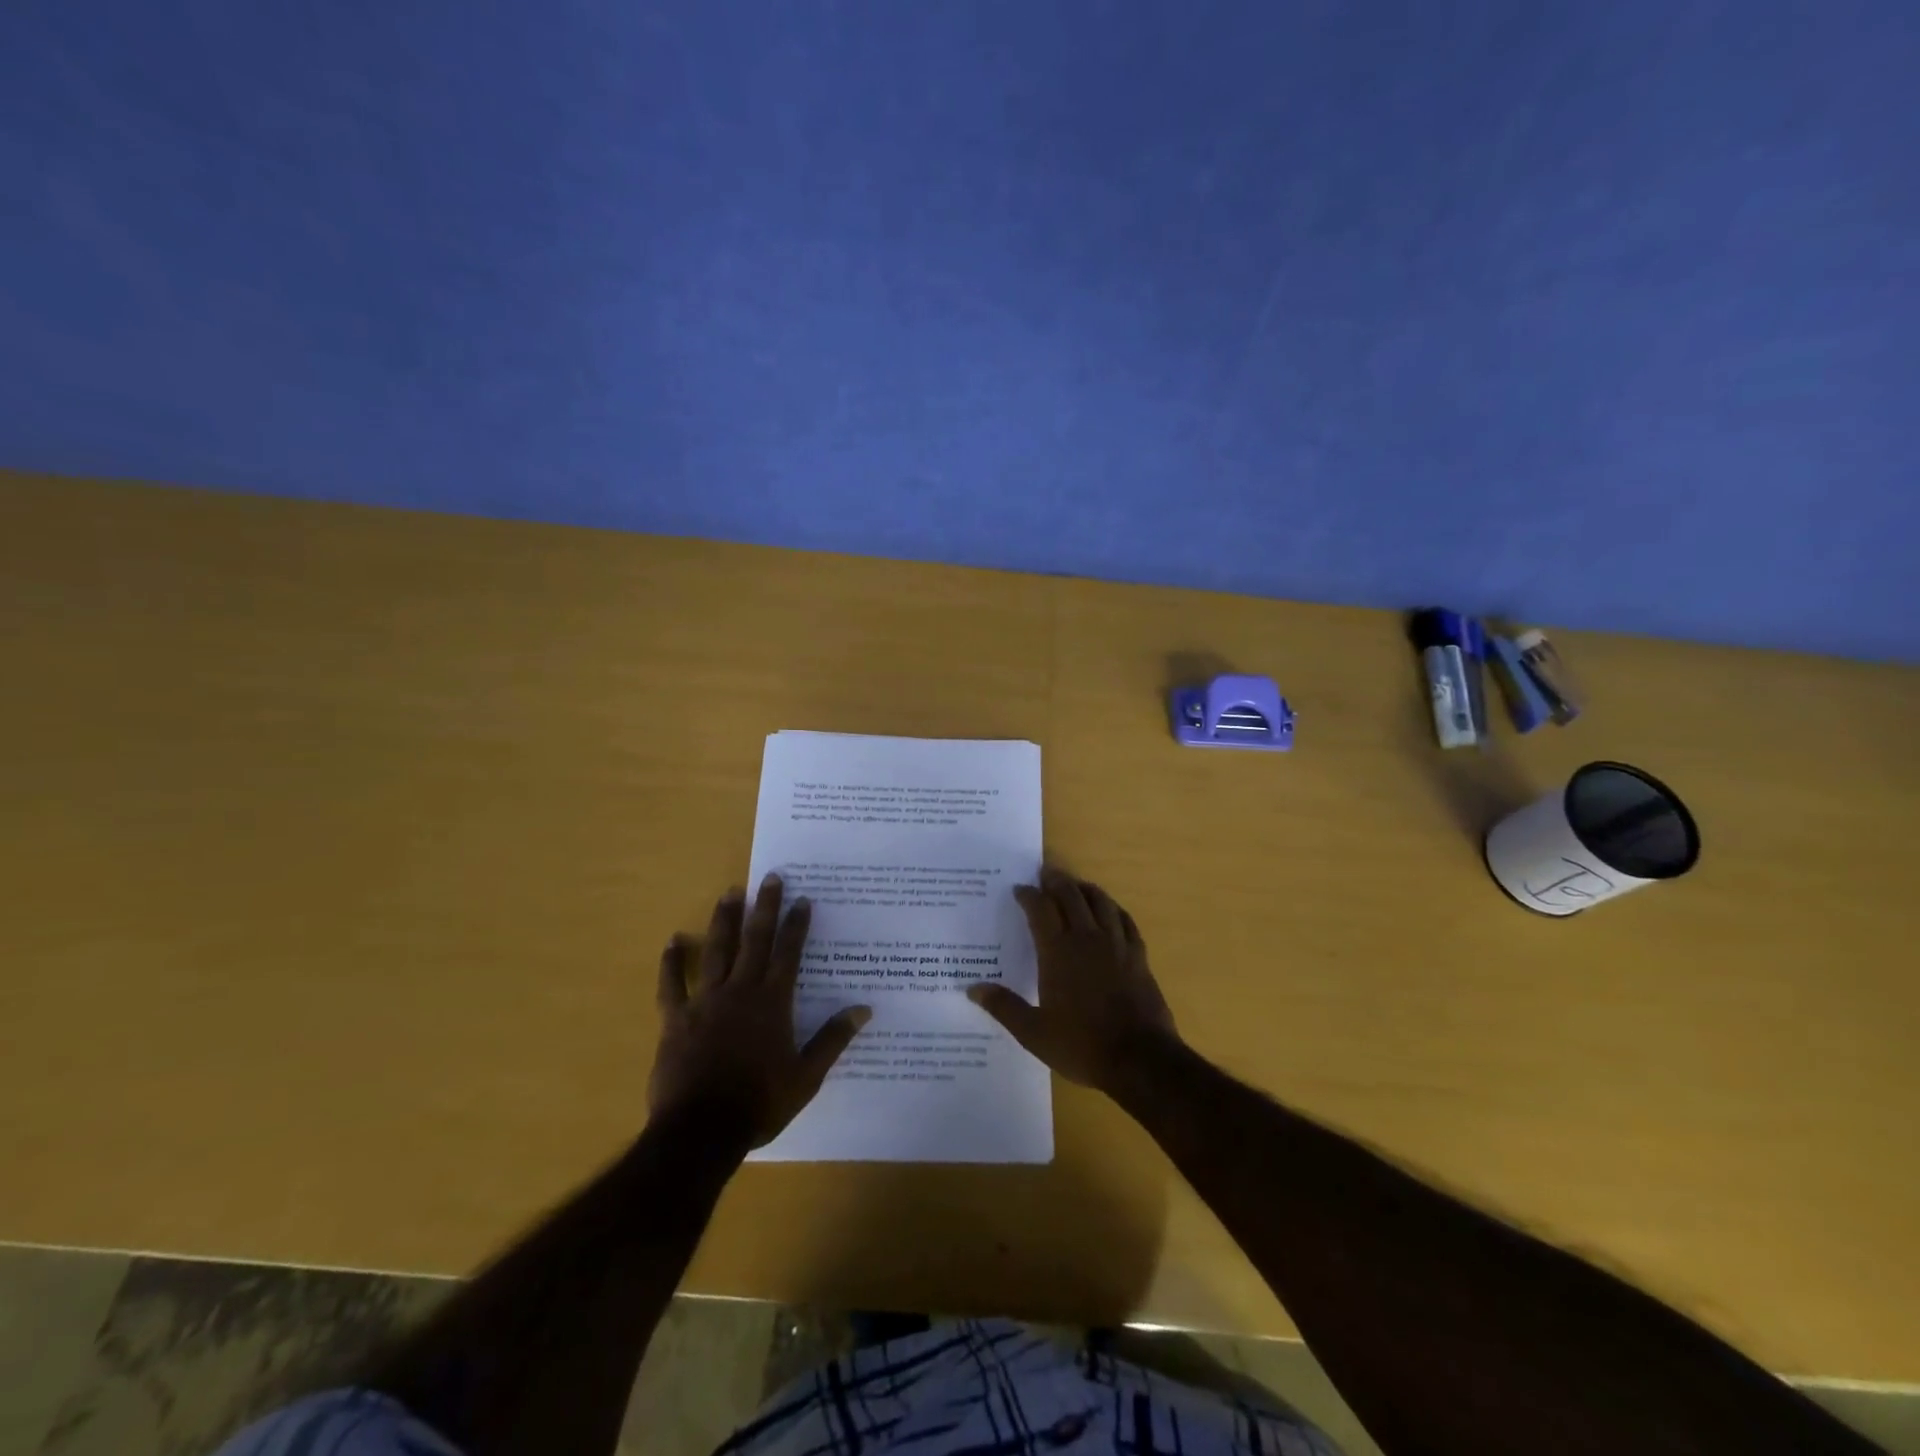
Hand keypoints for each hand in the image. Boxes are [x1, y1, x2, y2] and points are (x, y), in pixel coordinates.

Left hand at [650, 875, 870, 1147]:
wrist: (702, 1130)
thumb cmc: (760, 1102)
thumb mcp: (806, 1076)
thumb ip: (833, 1039)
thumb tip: (864, 1009)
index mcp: (773, 1003)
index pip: (789, 954)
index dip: (797, 925)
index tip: (802, 899)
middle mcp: (741, 991)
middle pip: (755, 941)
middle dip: (764, 907)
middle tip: (770, 877)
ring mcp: (705, 1002)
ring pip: (717, 951)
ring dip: (724, 920)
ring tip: (730, 893)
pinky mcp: (676, 1019)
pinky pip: (672, 985)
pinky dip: (672, 962)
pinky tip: (673, 940)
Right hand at [967, 867, 1179, 1097]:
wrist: (1140, 1059)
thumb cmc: (1082, 1045)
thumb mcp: (1034, 1032)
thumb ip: (1004, 1007)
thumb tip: (972, 988)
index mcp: (1058, 952)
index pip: (1040, 909)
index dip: (1029, 895)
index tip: (1019, 889)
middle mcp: (1087, 939)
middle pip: (1071, 896)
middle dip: (1056, 881)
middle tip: (1046, 873)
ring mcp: (1116, 945)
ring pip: (1101, 902)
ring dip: (1085, 888)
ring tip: (1076, 885)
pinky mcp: (1139, 956)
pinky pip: (1126, 921)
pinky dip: (1114, 909)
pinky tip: (1111, 911)